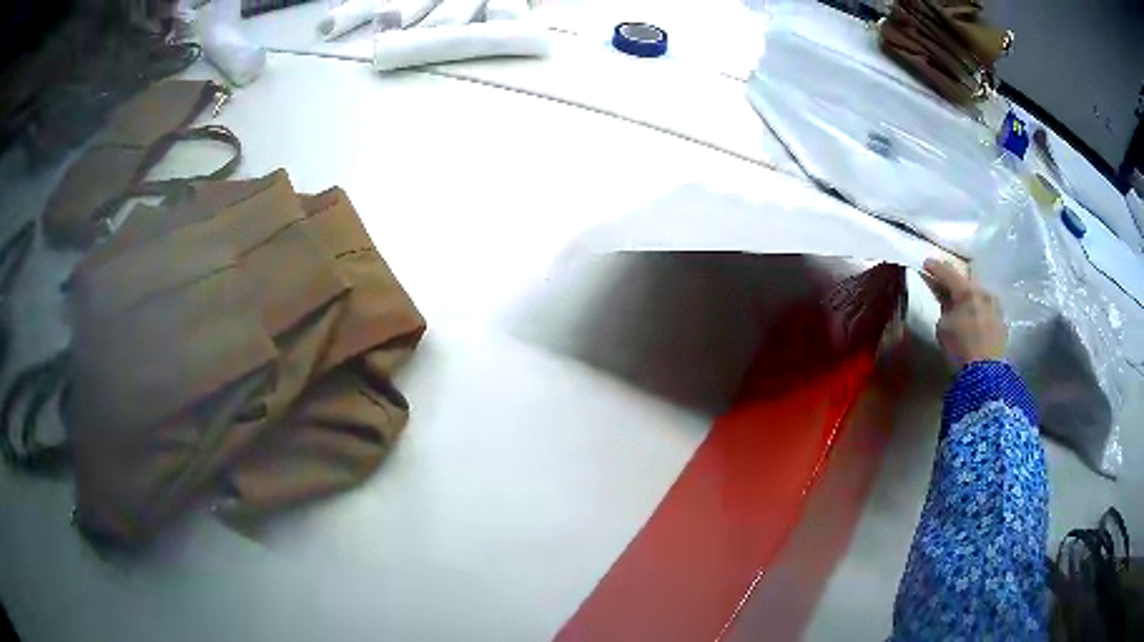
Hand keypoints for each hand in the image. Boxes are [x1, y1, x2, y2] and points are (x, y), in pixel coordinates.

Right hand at [922, 259, 1005, 368]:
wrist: (986, 374)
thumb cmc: (960, 349)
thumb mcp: (943, 328)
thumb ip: (945, 310)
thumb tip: (949, 306)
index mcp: (967, 291)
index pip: (948, 273)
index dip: (936, 268)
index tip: (926, 264)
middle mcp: (984, 294)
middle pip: (967, 283)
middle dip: (957, 284)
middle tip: (947, 287)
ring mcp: (996, 308)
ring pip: (980, 297)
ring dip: (970, 299)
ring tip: (963, 307)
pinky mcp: (1002, 325)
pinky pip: (988, 312)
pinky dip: (980, 313)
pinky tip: (975, 322)